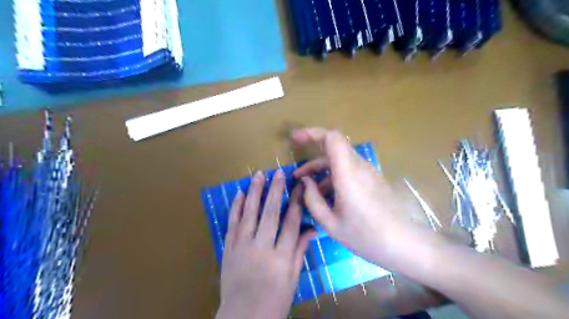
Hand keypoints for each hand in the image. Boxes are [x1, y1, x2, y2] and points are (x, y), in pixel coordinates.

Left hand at [217, 171, 314, 318]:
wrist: (243, 317)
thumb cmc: (274, 300)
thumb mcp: (293, 278)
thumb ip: (300, 250)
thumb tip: (312, 228)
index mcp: (281, 257)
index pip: (291, 222)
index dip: (296, 202)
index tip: (300, 186)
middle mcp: (262, 248)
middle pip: (270, 213)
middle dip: (275, 190)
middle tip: (278, 172)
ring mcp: (242, 247)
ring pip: (249, 213)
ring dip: (254, 192)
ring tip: (259, 175)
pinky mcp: (228, 248)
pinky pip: (232, 223)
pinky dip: (236, 207)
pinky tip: (239, 193)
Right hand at [290, 127, 434, 268]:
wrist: (403, 243)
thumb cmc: (365, 236)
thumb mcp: (331, 223)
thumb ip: (312, 200)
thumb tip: (305, 182)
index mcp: (347, 173)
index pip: (332, 138)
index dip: (312, 133)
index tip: (295, 139)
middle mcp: (359, 166)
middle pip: (334, 146)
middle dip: (312, 151)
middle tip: (296, 164)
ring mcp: (368, 172)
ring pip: (340, 159)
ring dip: (321, 168)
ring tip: (307, 186)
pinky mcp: (372, 179)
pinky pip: (349, 169)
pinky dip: (333, 175)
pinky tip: (326, 195)